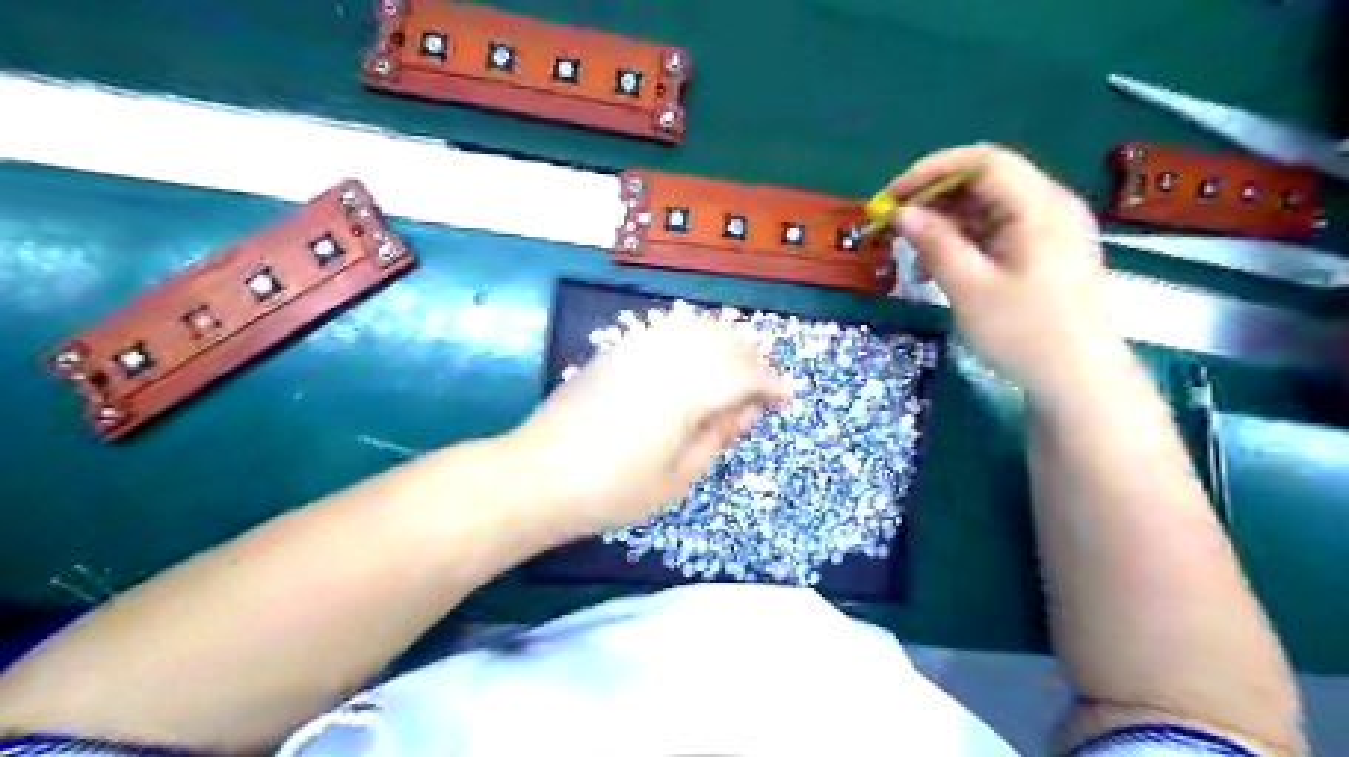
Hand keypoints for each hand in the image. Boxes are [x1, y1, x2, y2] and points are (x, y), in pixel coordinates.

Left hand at [507, 311, 787, 537]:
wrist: (538, 476)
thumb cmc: (613, 490)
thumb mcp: (678, 477)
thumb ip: (717, 437)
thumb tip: (745, 411)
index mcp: (689, 390)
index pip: (746, 374)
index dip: (773, 384)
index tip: (788, 398)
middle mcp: (668, 357)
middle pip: (725, 342)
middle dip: (753, 359)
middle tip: (764, 386)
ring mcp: (638, 347)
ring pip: (697, 327)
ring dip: (725, 342)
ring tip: (735, 367)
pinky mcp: (616, 349)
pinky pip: (666, 329)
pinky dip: (692, 336)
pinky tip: (694, 354)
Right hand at [893, 146, 1122, 398]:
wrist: (1080, 383)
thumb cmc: (1025, 333)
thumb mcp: (970, 288)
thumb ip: (934, 243)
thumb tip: (902, 213)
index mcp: (1038, 206)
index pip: (982, 161)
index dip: (931, 171)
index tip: (891, 197)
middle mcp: (1049, 207)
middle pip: (985, 183)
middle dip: (934, 201)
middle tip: (896, 228)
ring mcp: (1051, 232)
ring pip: (988, 210)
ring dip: (946, 226)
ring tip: (914, 259)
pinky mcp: (1046, 255)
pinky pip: (998, 233)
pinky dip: (965, 244)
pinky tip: (941, 271)